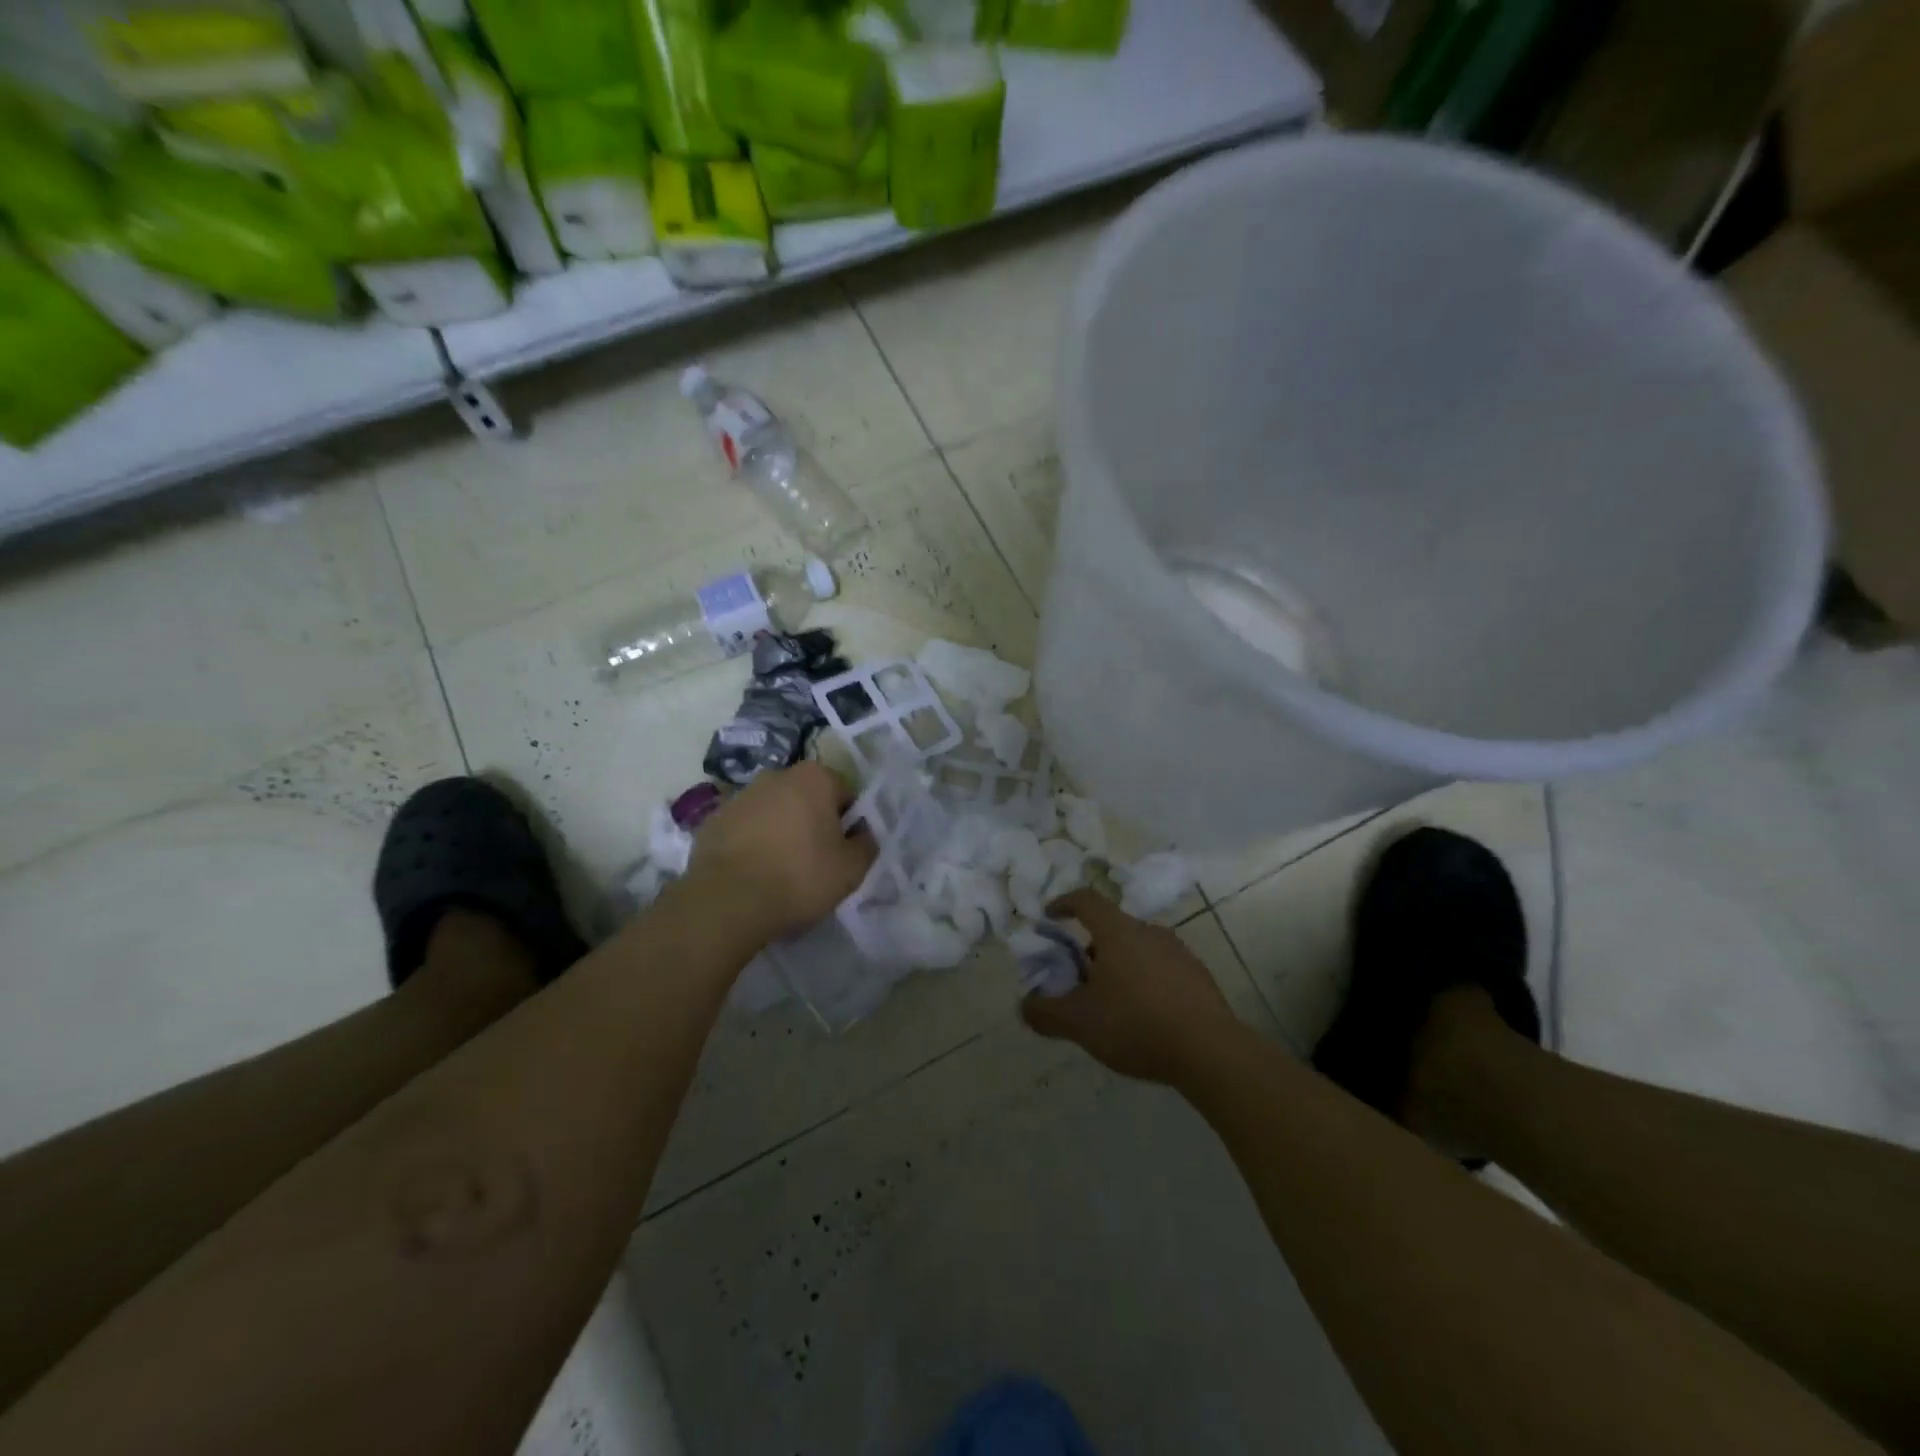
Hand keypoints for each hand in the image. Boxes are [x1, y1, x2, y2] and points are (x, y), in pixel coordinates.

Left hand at [685, 762, 875, 944]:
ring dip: (781, 830)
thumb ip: (866, 843)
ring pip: (774, 811)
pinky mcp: (713, 820)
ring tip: (781, 870)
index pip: (844, 794)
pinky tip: (753, 873)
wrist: (727, 902)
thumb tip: (862, 833)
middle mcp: (776, 775)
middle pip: (807, 798)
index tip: (842, 851)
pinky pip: (745, 828)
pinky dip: (752, 843)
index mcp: (814, 778)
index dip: (848, 823)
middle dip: (813, 822)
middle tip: (815, 861)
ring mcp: (740, 796)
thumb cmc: (799, 878)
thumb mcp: (852, 869)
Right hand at [1022, 889, 1240, 1085]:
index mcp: (1117, 931)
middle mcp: (1149, 931)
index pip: (1086, 900)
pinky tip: (1143, 1016)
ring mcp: (1178, 951)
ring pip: (1137, 948)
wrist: (1210, 1050)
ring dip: (1118, 965)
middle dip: (1090, 947)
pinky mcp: (1198, 976)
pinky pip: (1161, 968)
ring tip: (1110, 1002)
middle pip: (1112, 927)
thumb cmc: (1136, 1024)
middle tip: (1078, 977)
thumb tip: (1024, 1005)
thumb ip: (1045, 1013)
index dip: (1063, 903)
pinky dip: (1144, 981)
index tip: (1049, 917)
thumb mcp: (1080, 1023)